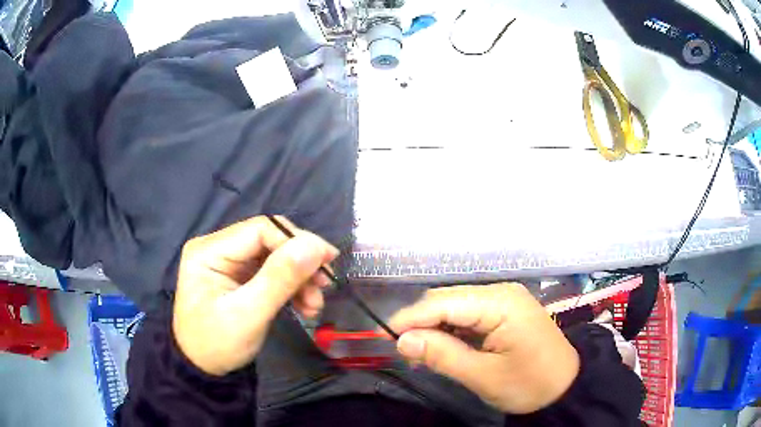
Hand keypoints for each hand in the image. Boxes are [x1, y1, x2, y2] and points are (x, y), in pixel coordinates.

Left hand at [173, 216, 338, 375]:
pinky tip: (304, 305)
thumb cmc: (217, 345)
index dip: (296, 241)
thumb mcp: (248, 315)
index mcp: (209, 250)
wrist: (203, 370)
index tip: (327, 262)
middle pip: (269, 241)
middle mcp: (217, 248)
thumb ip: (280, 279)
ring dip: (299, 277)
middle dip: (300, 263)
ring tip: (314, 305)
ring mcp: (228, 262)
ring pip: (274, 256)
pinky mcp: (238, 276)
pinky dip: (291, 286)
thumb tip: (316, 246)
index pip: (260, 230)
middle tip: (325, 286)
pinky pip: (271, 272)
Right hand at [388, 283, 579, 413]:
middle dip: (422, 323)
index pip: (444, 302)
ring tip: (420, 354)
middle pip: (448, 300)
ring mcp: (504, 301)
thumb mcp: (484, 376)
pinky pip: (468, 316)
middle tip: (404, 351)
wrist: (565, 387)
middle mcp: (501, 293)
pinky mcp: (504, 312)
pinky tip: (442, 349)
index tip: (385, 336)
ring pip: (456, 307)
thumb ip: (442, 356)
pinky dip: (451, 332)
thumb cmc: (529, 384)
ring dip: (435, 328)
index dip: (412, 318)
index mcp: (501, 303)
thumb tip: (403, 341)